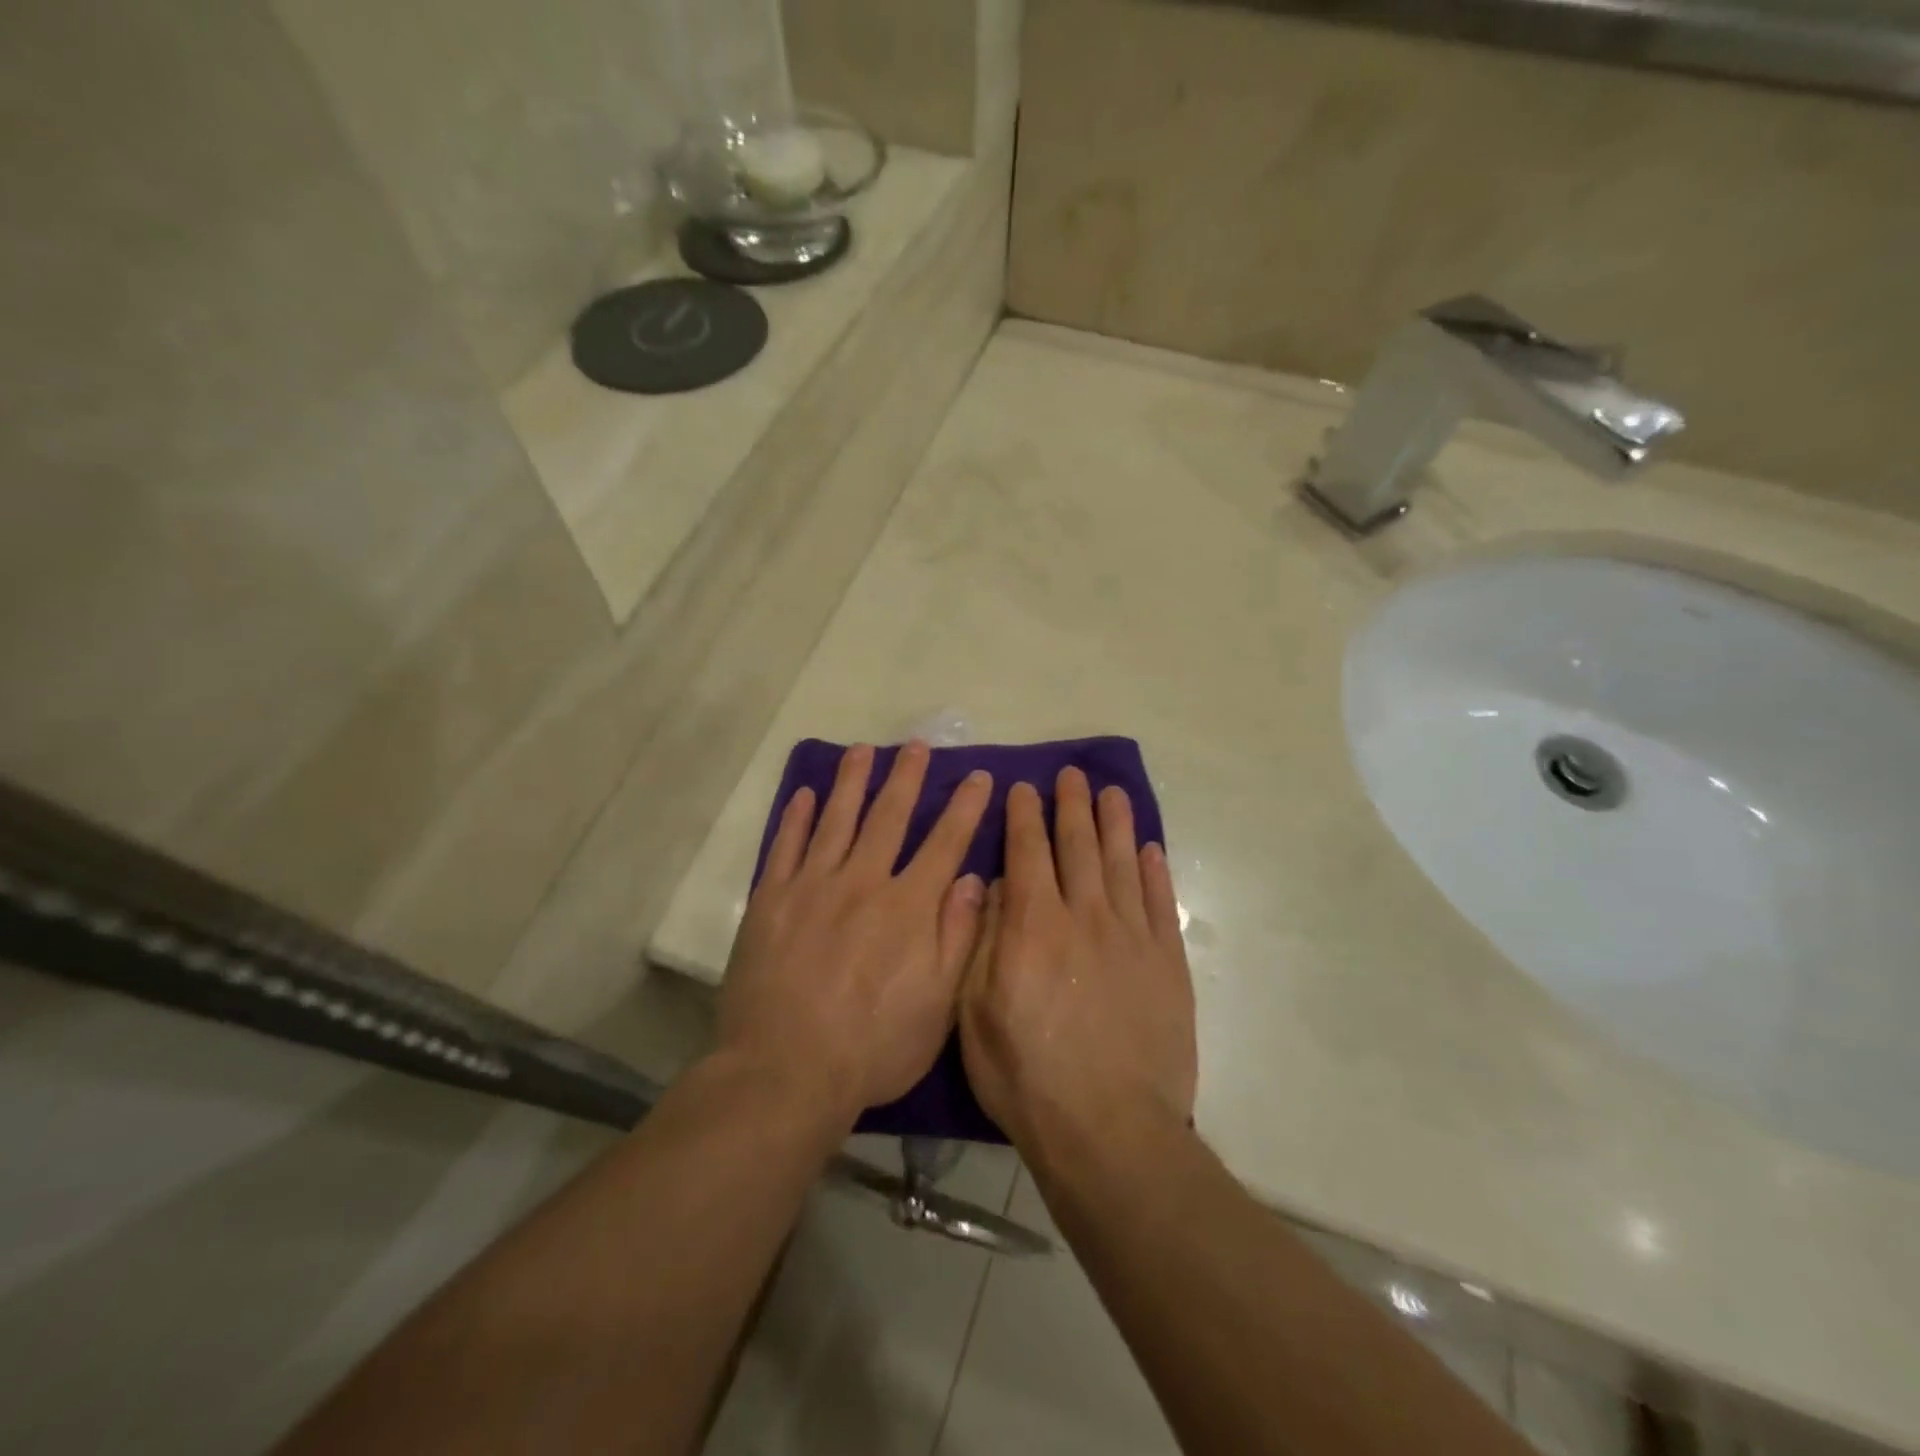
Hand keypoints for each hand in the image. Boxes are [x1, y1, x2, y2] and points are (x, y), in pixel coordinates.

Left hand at [718, 741, 992, 1126]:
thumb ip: (957, 937)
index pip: (945, 843)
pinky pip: (785, 847)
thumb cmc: (873, 1047)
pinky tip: (804, 794)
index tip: (979, 776)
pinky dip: (796, 818)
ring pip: (837, 819)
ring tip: (862, 750)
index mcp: (908, 908)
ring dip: (852, 782)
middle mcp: (863, 882)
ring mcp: (812, 887)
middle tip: (917, 745)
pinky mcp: (771, 901)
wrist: (785, 1071)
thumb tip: (972, 879)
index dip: (965, 807)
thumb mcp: (937, 1006)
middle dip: (907, 778)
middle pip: (888, 817)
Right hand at [959, 768, 1195, 1149]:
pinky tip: (1149, 849)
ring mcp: (1132, 937)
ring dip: (1114, 823)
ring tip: (1111, 792)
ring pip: (1122, 863)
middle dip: (1071, 806)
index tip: (1024, 788)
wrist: (1108, 1128)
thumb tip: (995, 886)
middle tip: (1072, 774)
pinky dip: (1155, 871)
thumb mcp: (976, 1012)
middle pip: (1078, 846)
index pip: (1027, 852)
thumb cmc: (1027, 1075)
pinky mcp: (1168, 962)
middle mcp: (1084, 916)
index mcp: (1034, 925)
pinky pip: (1162, 903)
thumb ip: (985, 941)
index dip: (1024, 816)